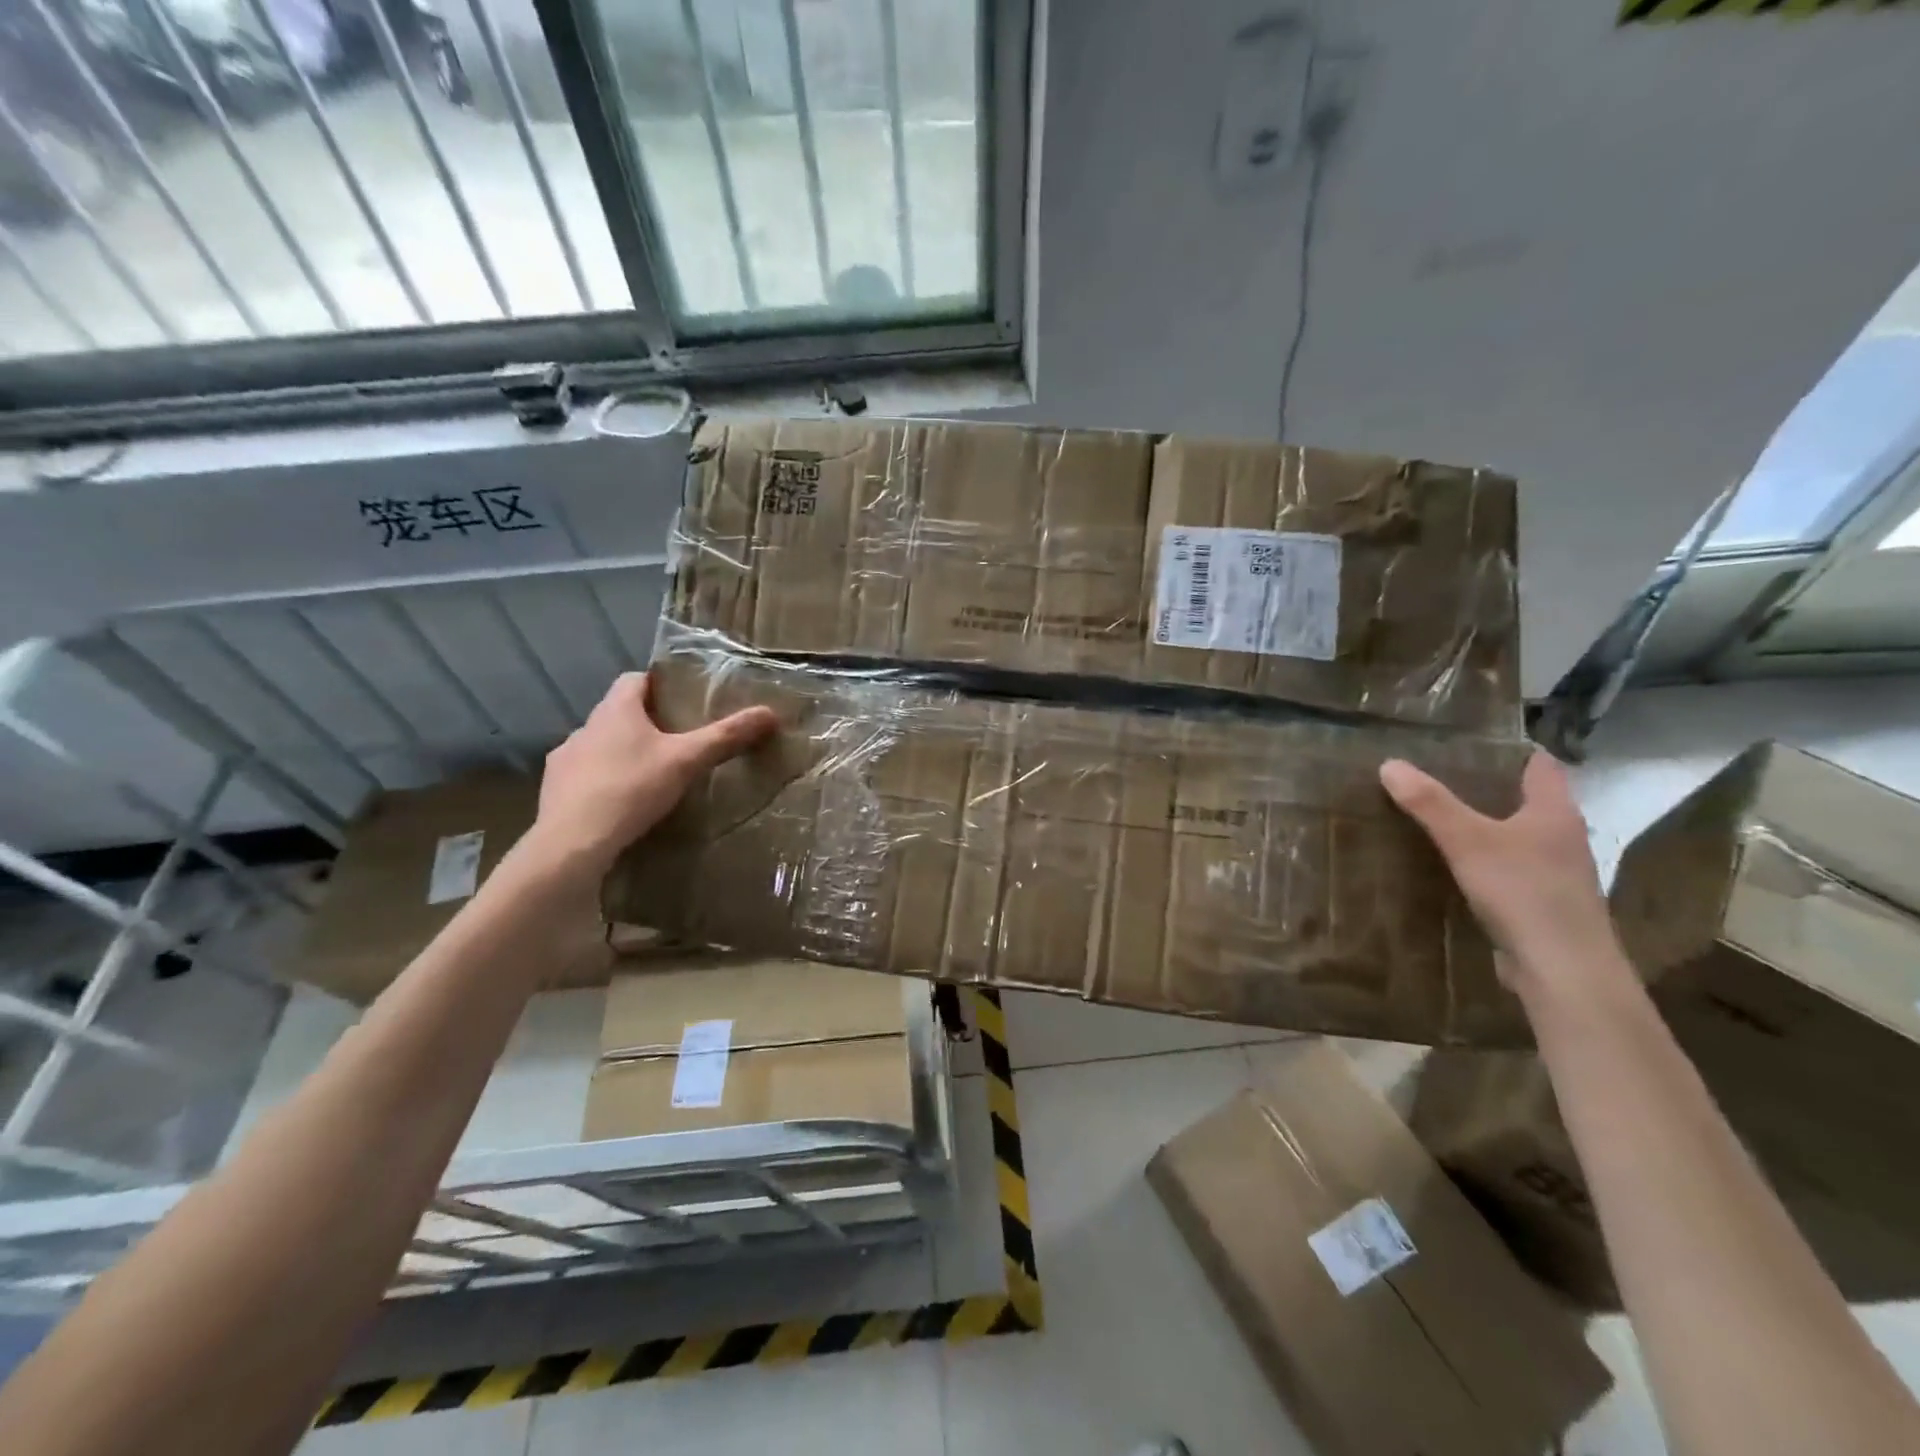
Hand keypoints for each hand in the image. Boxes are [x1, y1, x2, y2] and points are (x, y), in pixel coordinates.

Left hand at [525, 672, 777, 878]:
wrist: (573, 842)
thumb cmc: (632, 789)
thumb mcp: (687, 761)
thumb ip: (726, 736)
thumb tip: (770, 713)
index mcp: (616, 710)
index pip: (635, 679)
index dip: (658, 684)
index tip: (681, 698)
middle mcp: (585, 727)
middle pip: (618, 713)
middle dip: (645, 722)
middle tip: (677, 740)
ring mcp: (565, 759)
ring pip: (600, 745)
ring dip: (622, 752)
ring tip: (651, 775)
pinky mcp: (553, 790)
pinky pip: (584, 776)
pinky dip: (603, 782)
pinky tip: (621, 803)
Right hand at [1379, 749, 1624, 994]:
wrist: (1563, 970)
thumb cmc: (1524, 892)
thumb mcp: (1468, 841)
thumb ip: (1430, 803)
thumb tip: (1389, 763)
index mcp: (1555, 812)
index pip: (1539, 765)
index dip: (1509, 749)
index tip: (1469, 741)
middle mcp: (1562, 837)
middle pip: (1525, 800)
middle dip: (1486, 787)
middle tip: (1436, 773)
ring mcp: (1555, 874)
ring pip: (1516, 836)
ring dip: (1484, 826)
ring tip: (1436, 815)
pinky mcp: (1541, 904)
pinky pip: (1508, 869)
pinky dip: (1483, 861)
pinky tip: (1451, 865)